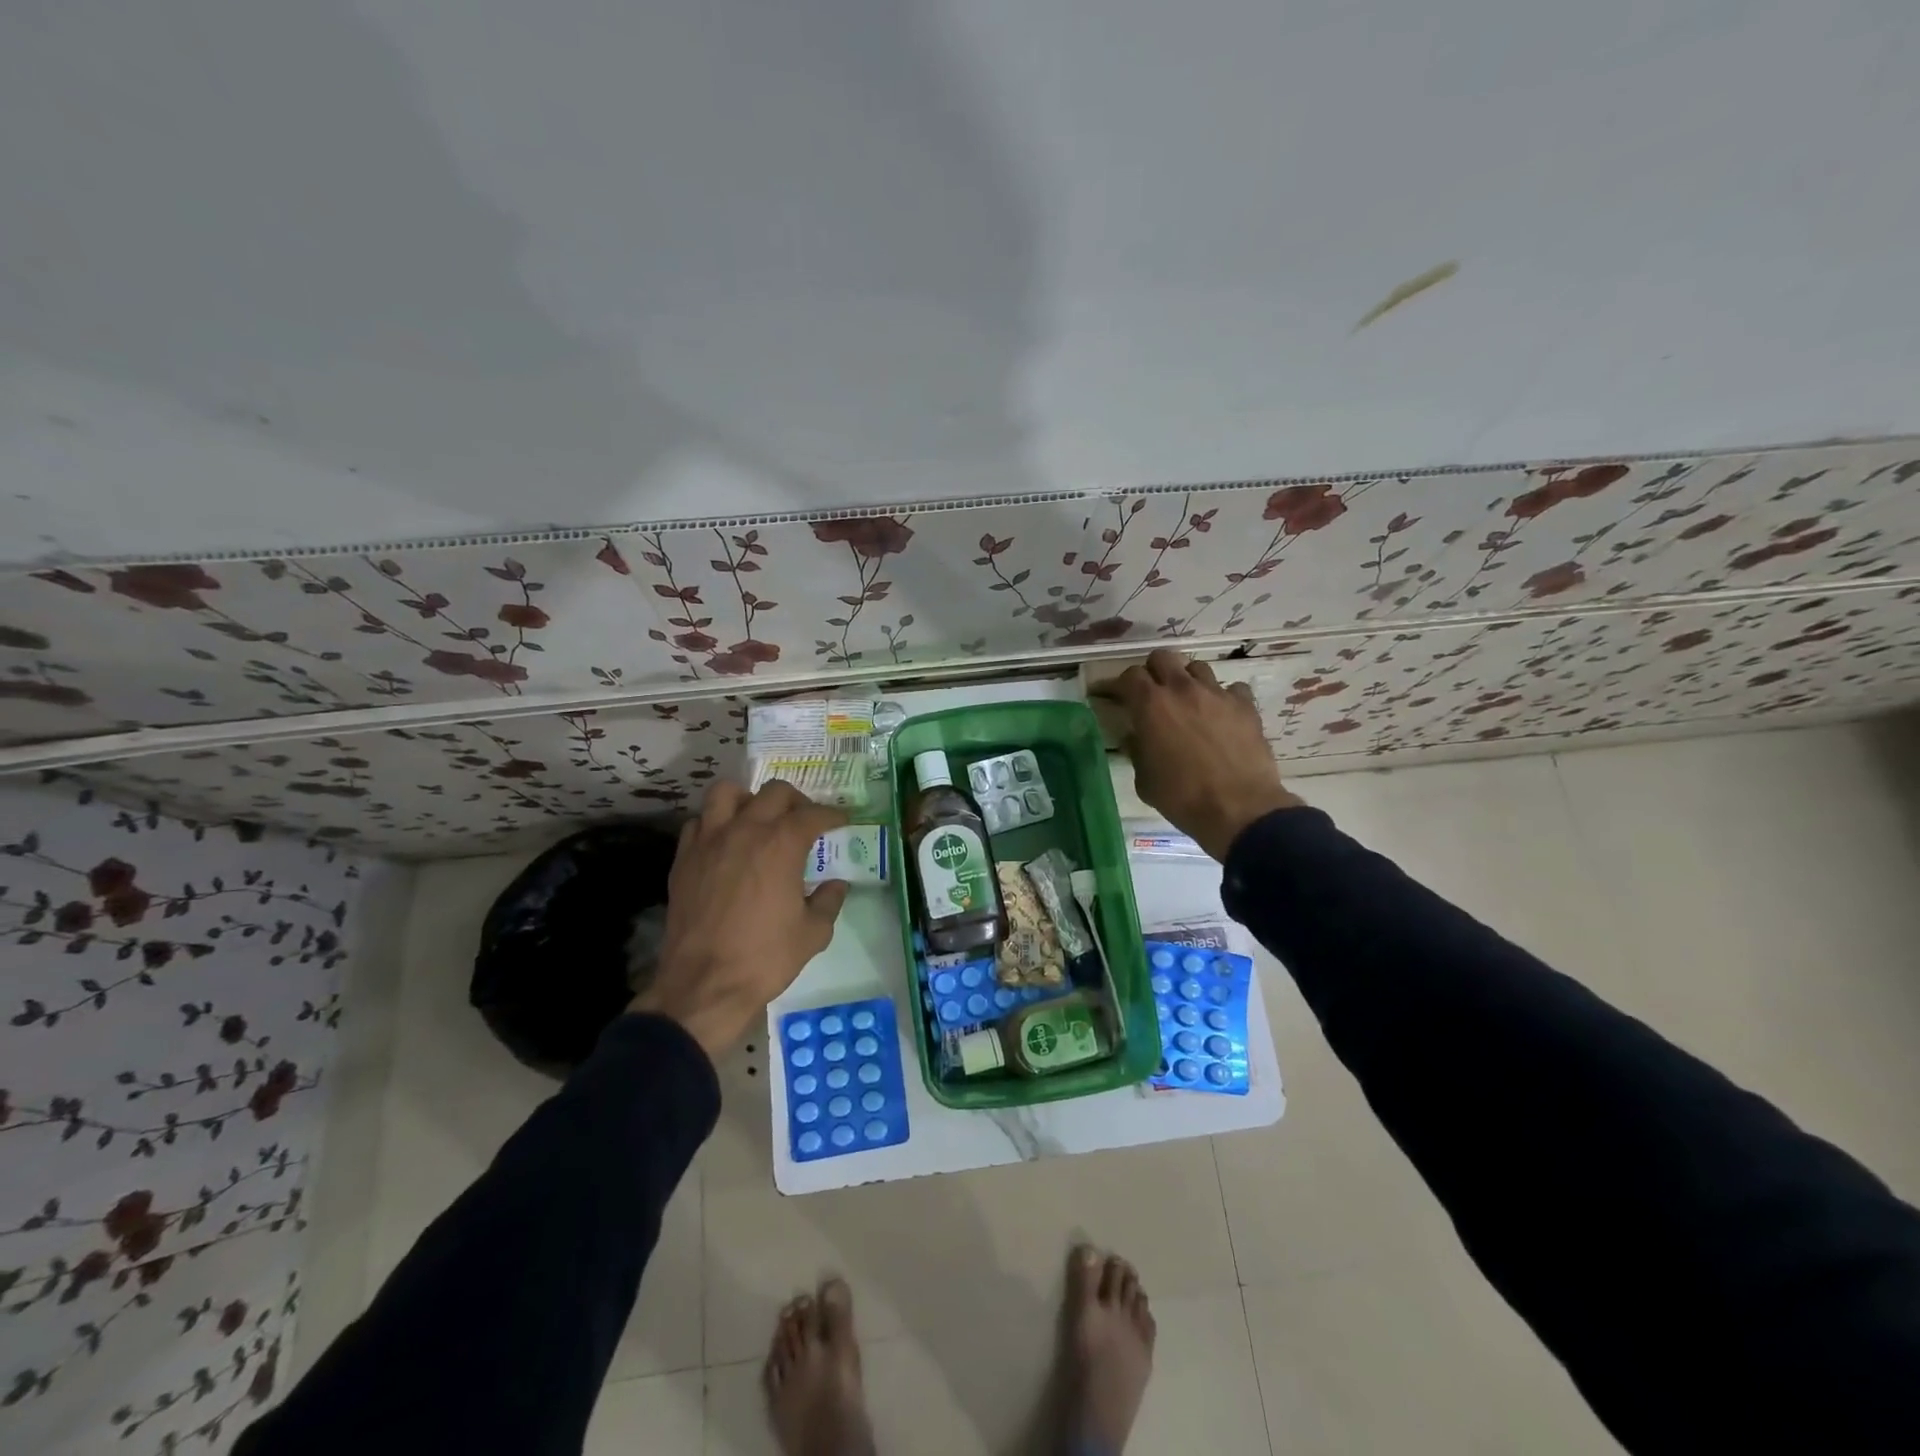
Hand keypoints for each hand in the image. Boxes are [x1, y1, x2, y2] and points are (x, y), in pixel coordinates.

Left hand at [631, 781, 850, 1058]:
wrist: (704, 985)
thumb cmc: (765, 958)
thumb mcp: (813, 933)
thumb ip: (829, 901)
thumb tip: (836, 884)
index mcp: (782, 844)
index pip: (813, 814)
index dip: (833, 815)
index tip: (841, 821)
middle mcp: (745, 830)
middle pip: (774, 792)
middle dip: (796, 801)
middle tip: (804, 820)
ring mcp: (709, 841)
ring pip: (727, 793)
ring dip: (748, 799)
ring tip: (758, 819)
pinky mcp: (684, 859)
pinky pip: (699, 823)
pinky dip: (715, 824)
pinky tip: (725, 843)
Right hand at [1095, 648, 1301, 860]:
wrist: (1239, 809)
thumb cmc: (1182, 798)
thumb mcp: (1145, 780)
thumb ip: (1137, 751)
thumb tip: (1135, 737)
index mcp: (1151, 705)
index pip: (1128, 676)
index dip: (1117, 684)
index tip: (1109, 695)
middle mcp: (1182, 690)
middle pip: (1162, 658)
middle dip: (1152, 672)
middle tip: (1150, 693)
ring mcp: (1217, 694)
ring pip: (1197, 668)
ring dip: (1186, 680)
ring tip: (1187, 701)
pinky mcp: (1245, 706)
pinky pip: (1231, 688)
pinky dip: (1222, 697)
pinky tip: (1221, 714)